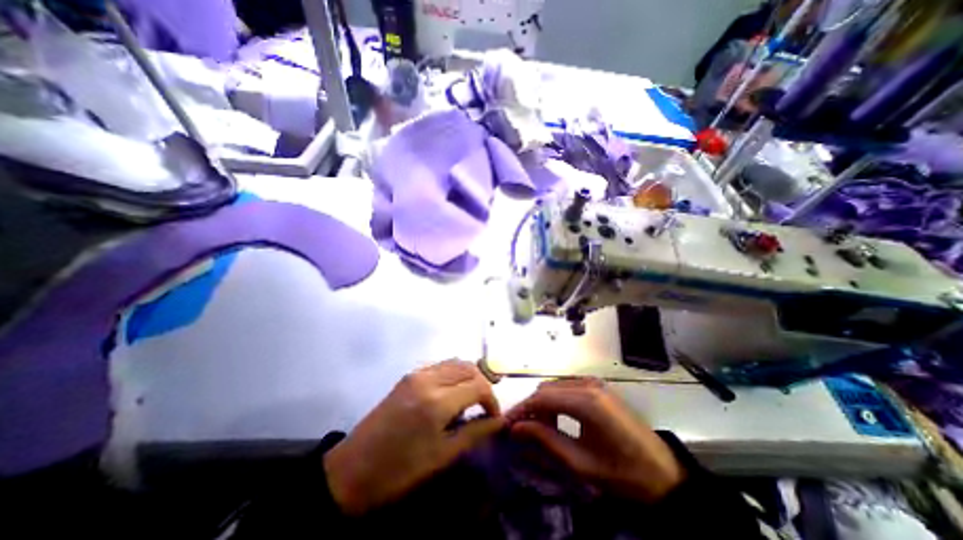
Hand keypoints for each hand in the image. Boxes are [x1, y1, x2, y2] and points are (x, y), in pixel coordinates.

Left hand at [324, 360, 504, 512]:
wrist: (351, 472)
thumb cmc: (399, 472)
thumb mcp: (442, 457)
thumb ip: (475, 433)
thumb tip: (500, 422)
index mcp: (437, 401)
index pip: (478, 385)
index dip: (492, 400)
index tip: (493, 417)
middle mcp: (428, 379)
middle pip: (468, 368)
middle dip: (482, 384)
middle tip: (483, 407)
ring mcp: (416, 374)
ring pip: (454, 362)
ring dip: (468, 377)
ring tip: (469, 399)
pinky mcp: (408, 376)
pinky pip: (439, 366)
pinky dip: (453, 374)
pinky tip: (451, 393)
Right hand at [510, 378, 684, 504]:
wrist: (663, 474)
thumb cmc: (622, 472)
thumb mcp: (581, 462)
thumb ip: (546, 440)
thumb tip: (517, 428)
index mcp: (585, 400)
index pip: (542, 397)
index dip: (522, 409)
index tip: (507, 423)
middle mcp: (588, 384)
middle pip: (547, 388)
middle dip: (531, 407)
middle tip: (522, 429)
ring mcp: (594, 383)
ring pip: (556, 387)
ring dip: (543, 404)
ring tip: (538, 427)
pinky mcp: (598, 388)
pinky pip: (568, 388)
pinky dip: (557, 401)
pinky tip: (556, 419)